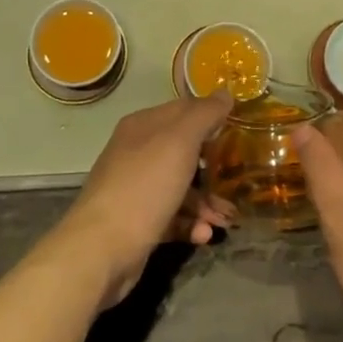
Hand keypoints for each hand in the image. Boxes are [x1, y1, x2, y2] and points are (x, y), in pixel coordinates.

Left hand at [55, 92, 235, 306]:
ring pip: (180, 187)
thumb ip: (204, 115)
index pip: (184, 110)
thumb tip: (225, 93)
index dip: (212, 117)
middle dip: (213, 167)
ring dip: (206, 202)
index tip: (240, 131)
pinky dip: (190, 223)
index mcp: (143, 126)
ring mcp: (136, 188)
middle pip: (184, 151)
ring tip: (227, 219)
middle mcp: (137, 152)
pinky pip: (172, 216)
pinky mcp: (138, 222)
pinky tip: (204, 235)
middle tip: (238, 179)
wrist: (102, 248)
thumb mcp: (180, 141)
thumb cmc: (145, 185)